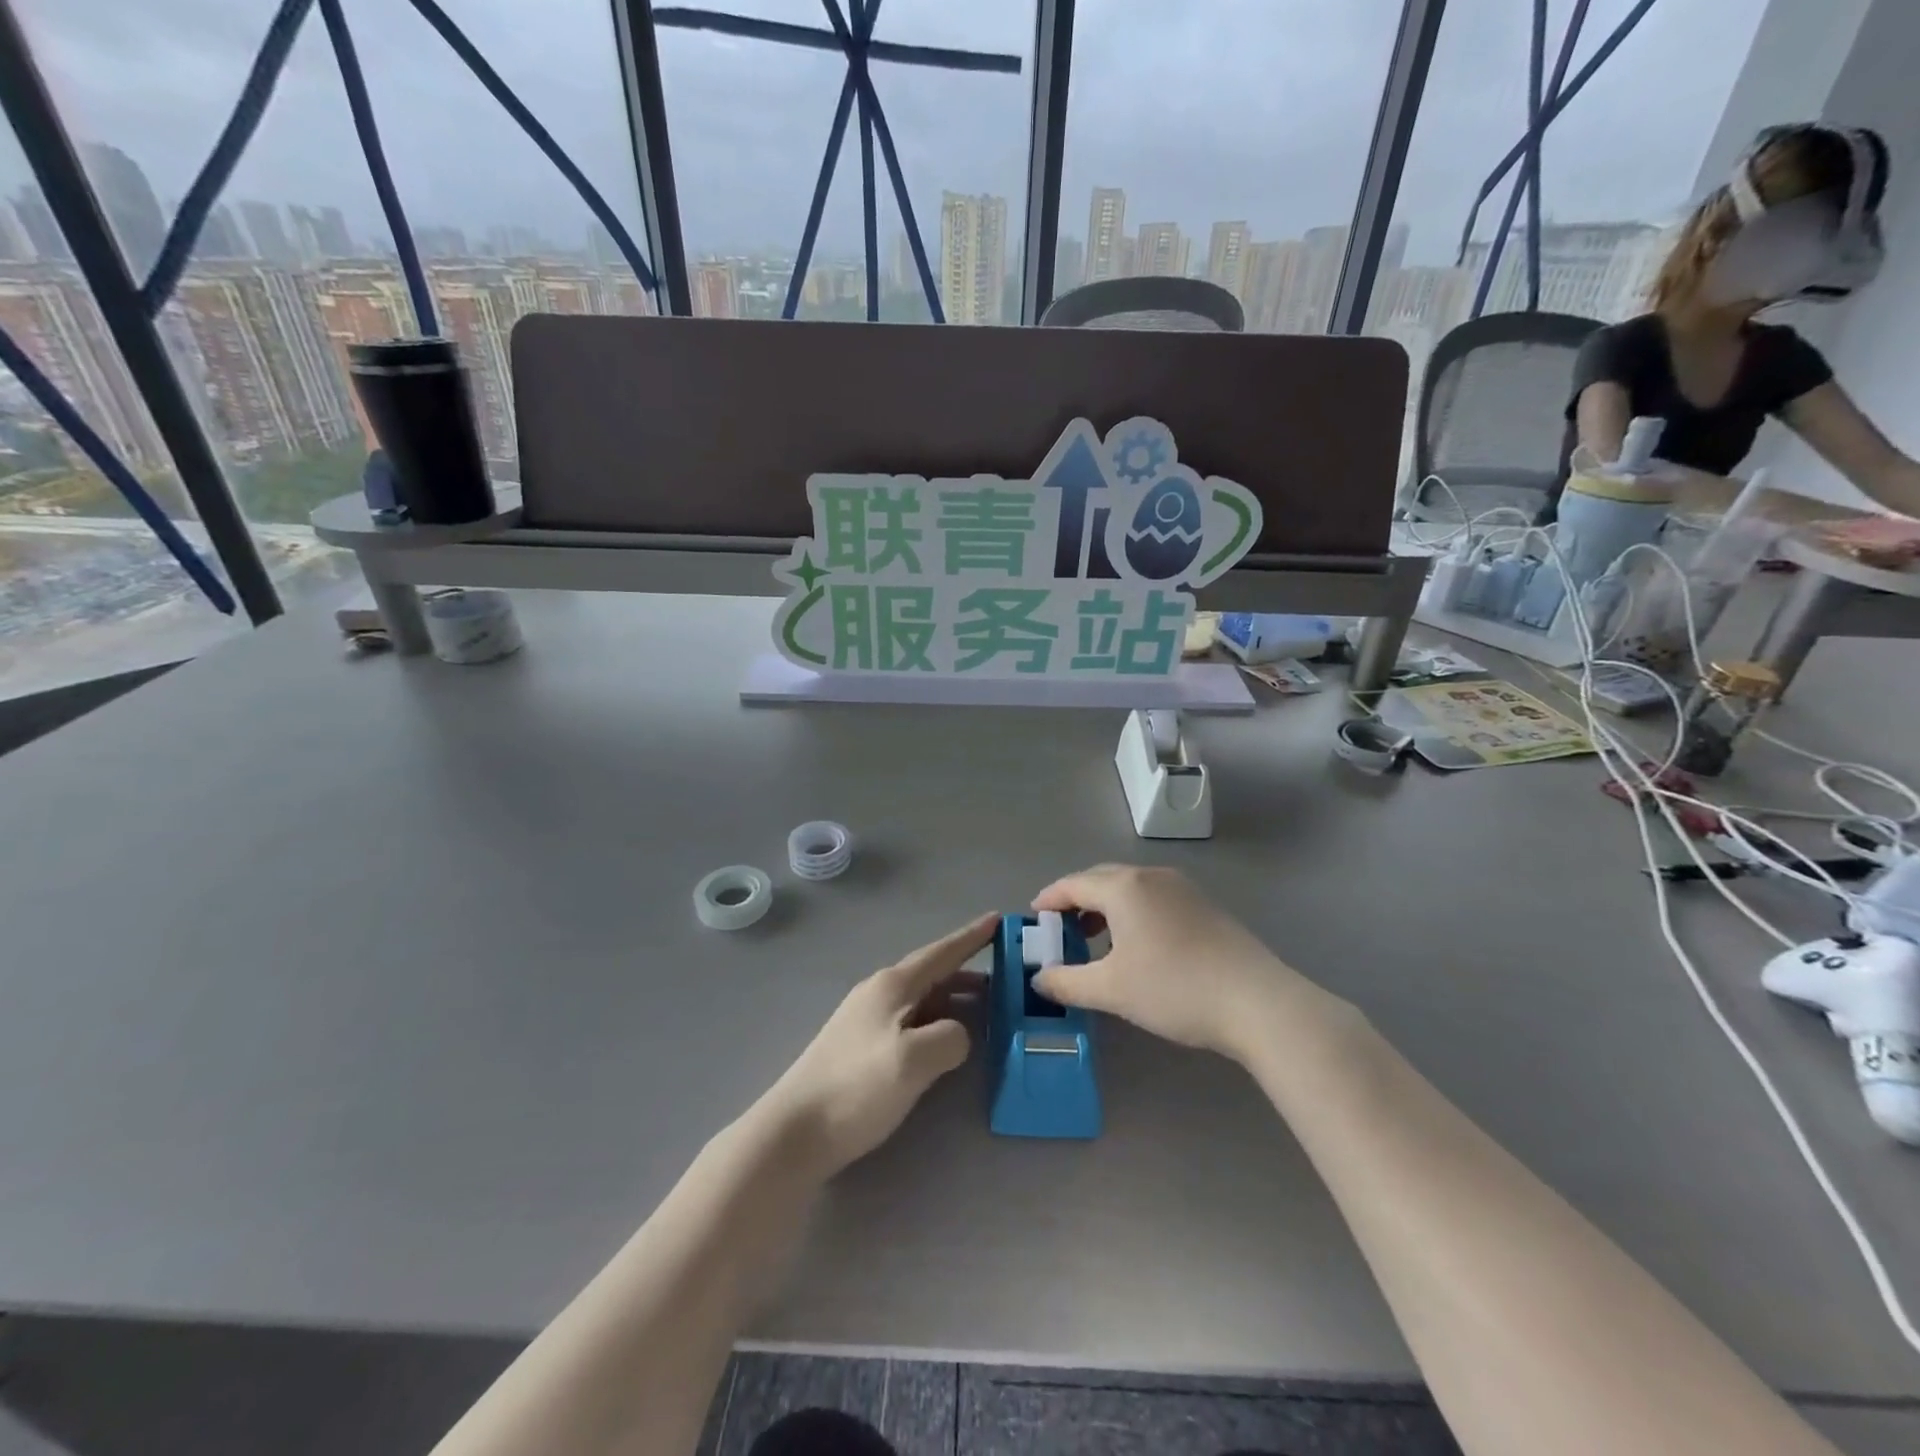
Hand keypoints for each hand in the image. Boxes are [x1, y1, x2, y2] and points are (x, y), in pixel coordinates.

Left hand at [764, 913, 994, 1177]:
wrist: (795, 1131)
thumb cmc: (857, 1087)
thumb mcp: (915, 1060)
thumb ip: (950, 1038)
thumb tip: (957, 1034)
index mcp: (892, 986)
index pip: (941, 953)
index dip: (971, 937)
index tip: (998, 919)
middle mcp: (879, 994)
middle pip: (933, 974)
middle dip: (968, 973)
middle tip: (1006, 977)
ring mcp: (867, 1020)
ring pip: (922, 999)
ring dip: (954, 999)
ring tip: (986, 1009)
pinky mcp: (861, 1048)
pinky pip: (911, 1021)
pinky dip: (937, 1021)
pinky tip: (946, 1041)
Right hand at [1031, 865, 1316, 1061]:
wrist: (1257, 1002)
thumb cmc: (1174, 988)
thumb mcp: (1111, 990)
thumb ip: (1066, 982)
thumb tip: (1039, 979)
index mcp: (1123, 887)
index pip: (1072, 884)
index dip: (1048, 900)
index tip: (1034, 919)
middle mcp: (1151, 876)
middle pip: (1100, 879)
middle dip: (1076, 901)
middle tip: (1061, 931)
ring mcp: (1182, 888)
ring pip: (1130, 888)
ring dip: (1105, 907)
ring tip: (1095, 940)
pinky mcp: (1204, 906)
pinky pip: (1153, 898)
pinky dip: (1132, 912)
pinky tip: (1137, 945)